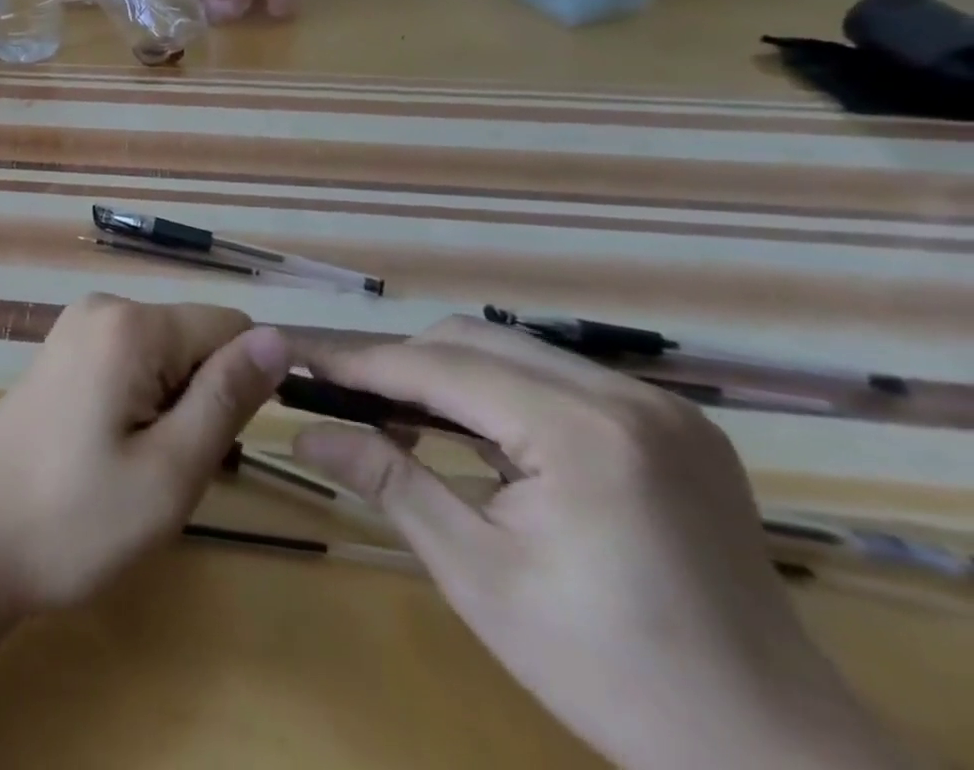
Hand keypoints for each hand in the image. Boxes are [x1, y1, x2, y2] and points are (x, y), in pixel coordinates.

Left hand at [0, 293, 290, 616]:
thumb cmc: (75, 518)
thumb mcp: (170, 470)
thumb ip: (227, 397)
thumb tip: (281, 339)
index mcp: (131, 323)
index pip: (231, 327)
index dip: (242, 386)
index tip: (216, 447)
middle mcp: (104, 306)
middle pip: (195, 340)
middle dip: (202, 401)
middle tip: (167, 469)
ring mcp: (77, 327)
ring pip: (166, 356)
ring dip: (173, 409)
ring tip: (136, 467)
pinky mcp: (63, 352)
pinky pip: (131, 363)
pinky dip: (140, 405)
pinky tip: (111, 453)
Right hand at [292, 316, 913, 769]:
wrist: (778, 761)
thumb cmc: (611, 673)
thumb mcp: (480, 577)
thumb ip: (389, 483)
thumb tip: (302, 432)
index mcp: (580, 434)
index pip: (435, 367)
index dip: (355, 359)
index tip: (292, 350)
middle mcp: (624, 397)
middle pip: (471, 342)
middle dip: (397, 363)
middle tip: (340, 396)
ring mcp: (659, 405)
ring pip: (511, 350)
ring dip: (444, 373)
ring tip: (397, 417)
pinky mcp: (674, 423)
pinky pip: (556, 376)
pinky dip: (497, 390)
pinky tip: (475, 433)